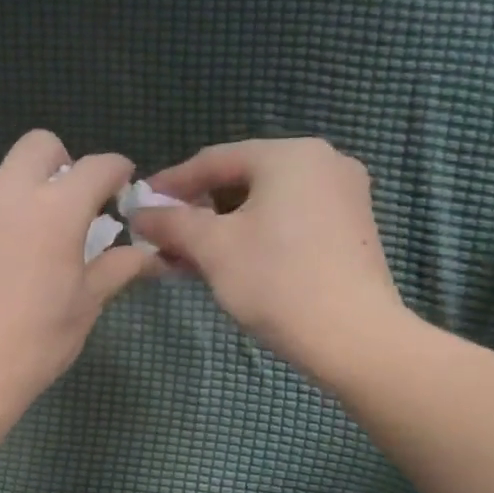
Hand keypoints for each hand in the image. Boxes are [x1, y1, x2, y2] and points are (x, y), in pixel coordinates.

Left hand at [0, 131, 152, 418]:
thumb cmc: (33, 342)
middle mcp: (10, 193)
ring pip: (7, 172)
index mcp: (55, 208)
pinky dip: (4, 209)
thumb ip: (117, 267)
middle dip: (66, 163)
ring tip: (41, 235)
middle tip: (76, 206)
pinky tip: (9, 252)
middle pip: (41, 146)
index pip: (97, 166)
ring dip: (31, 187)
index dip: (117, 171)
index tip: (123, 188)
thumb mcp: (85, 305)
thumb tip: (149, 254)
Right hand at [129, 138, 414, 377]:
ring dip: (223, 226)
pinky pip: (290, 219)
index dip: (171, 183)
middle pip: (242, 179)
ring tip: (191, 255)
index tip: (140, 205)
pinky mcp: (352, 228)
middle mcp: (323, 162)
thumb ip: (171, 223)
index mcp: (290, 154)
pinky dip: (255, 234)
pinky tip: (231, 262)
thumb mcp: (212, 248)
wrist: (354, 338)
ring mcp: (344, 195)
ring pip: (266, 202)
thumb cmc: (276, 281)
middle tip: (164, 235)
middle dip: (198, 209)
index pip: (214, 160)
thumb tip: (140, 213)